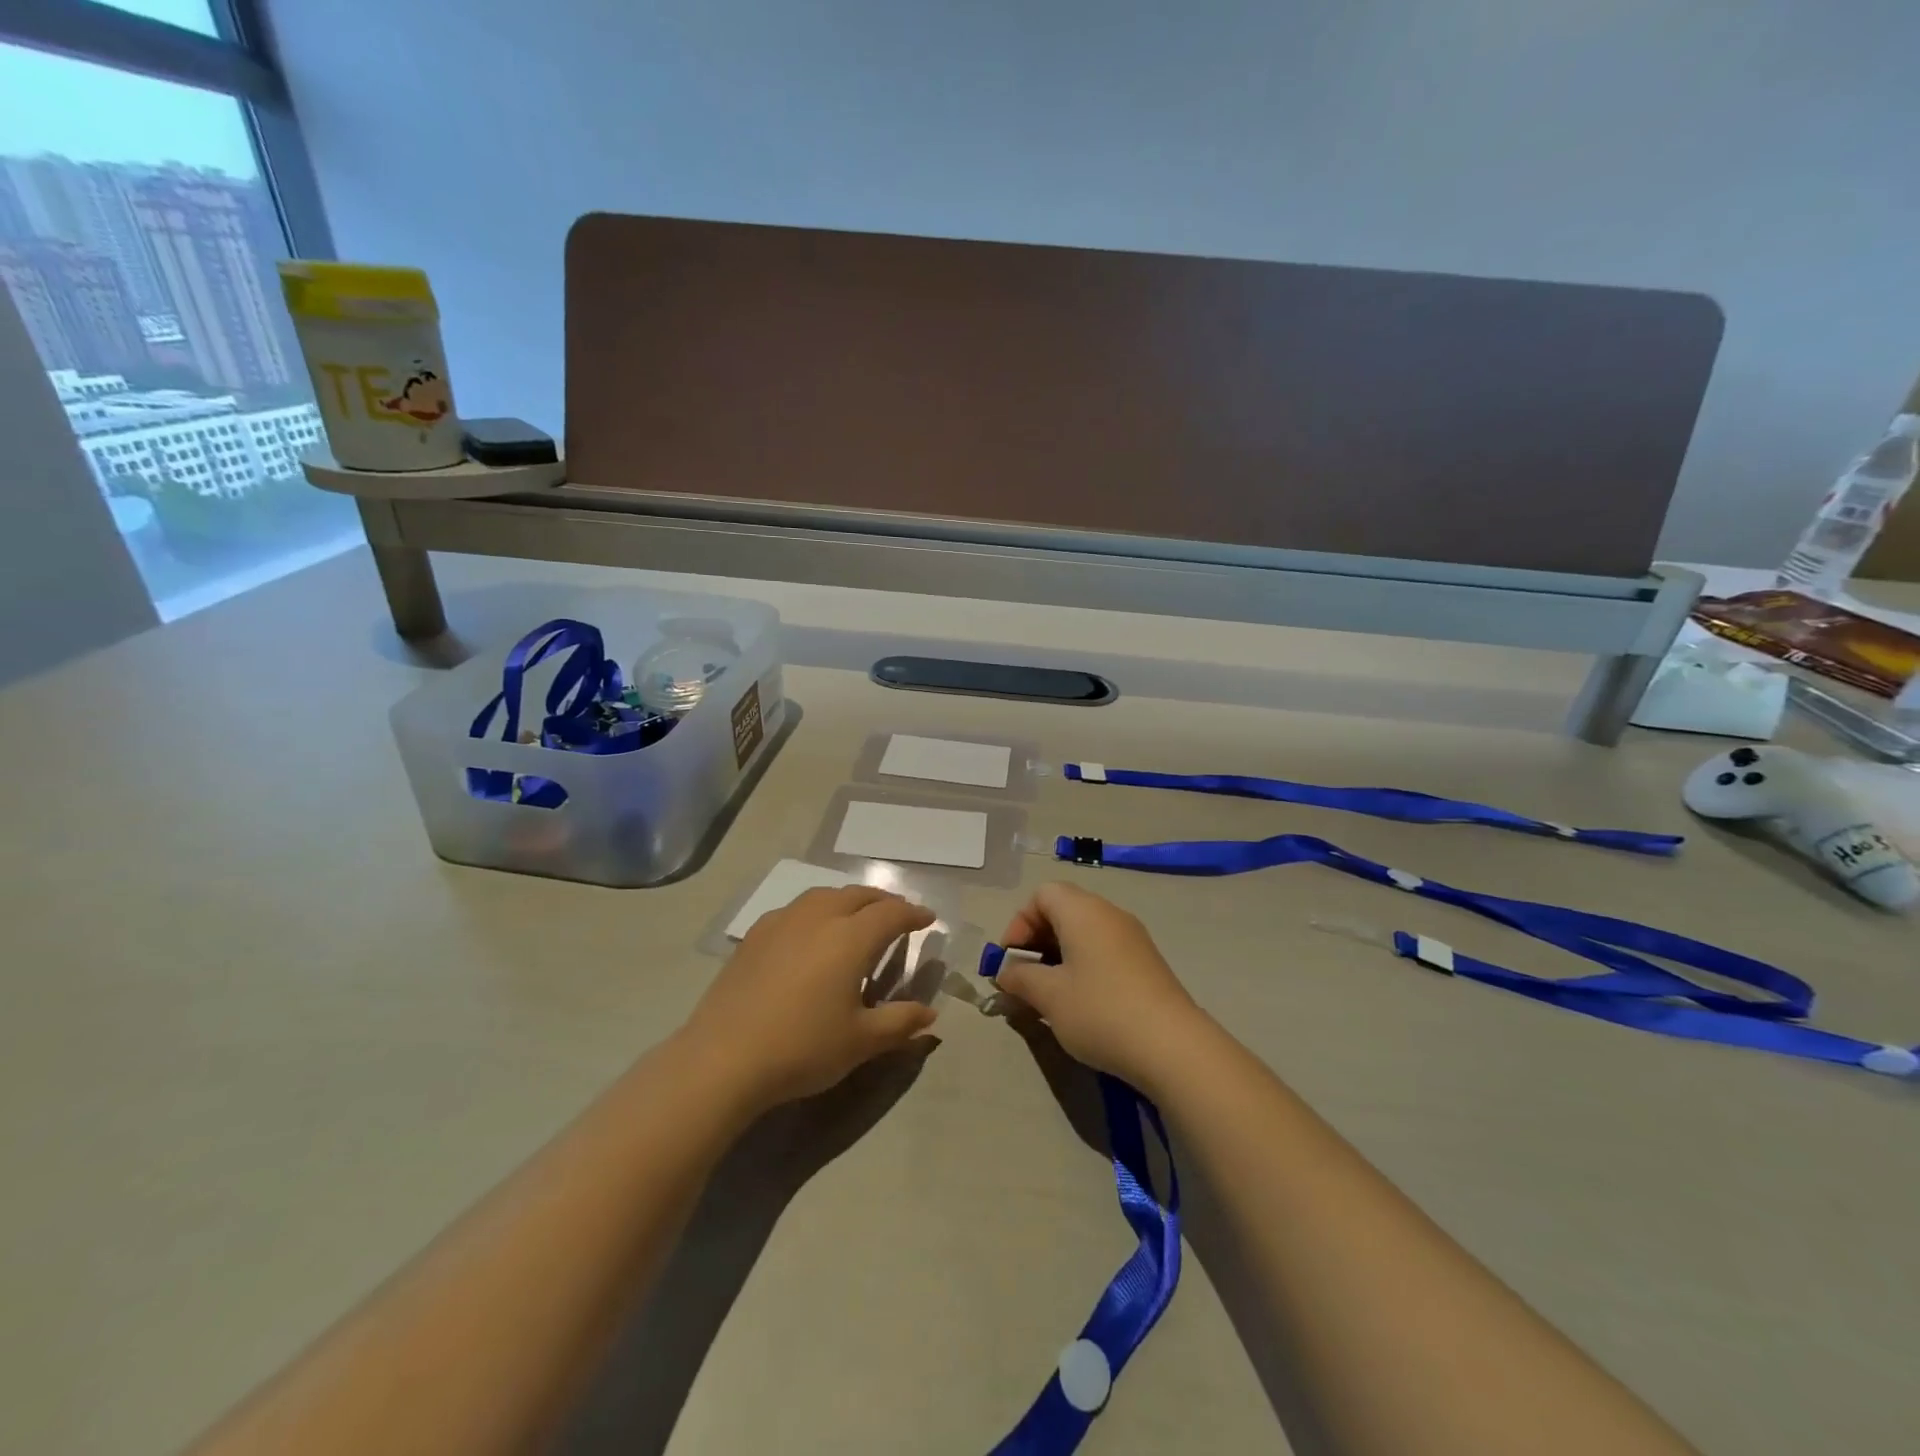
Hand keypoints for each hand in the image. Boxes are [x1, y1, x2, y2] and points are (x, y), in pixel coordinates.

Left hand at [682, 886, 938, 1111]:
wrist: (724, 1058)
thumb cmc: (802, 1048)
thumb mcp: (861, 1041)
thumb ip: (900, 1022)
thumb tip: (930, 1014)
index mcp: (850, 938)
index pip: (891, 914)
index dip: (913, 914)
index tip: (928, 919)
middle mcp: (818, 917)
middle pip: (858, 895)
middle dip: (883, 901)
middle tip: (898, 915)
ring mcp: (782, 922)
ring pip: (825, 895)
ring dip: (849, 900)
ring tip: (857, 916)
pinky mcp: (755, 935)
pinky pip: (797, 908)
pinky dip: (817, 910)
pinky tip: (812, 932)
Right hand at [993, 882, 1211, 1091]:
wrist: (1173, 1047)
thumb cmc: (1100, 1011)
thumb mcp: (1049, 996)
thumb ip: (1020, 978)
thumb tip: (1006, 972)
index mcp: (1083, 911)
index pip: (1042, 894)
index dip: (1019, 923)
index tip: (1011, 960)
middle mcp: (1109, 914)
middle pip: (1063, 910)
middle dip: (1036, 941)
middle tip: (1025, 978)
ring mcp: (1132, 938)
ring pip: (1084, 932)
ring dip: (1059, 956)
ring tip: (1048, 994)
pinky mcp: (1147, 962)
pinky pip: (1104, 950)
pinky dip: (1083, 965)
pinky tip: (1080, 1002)